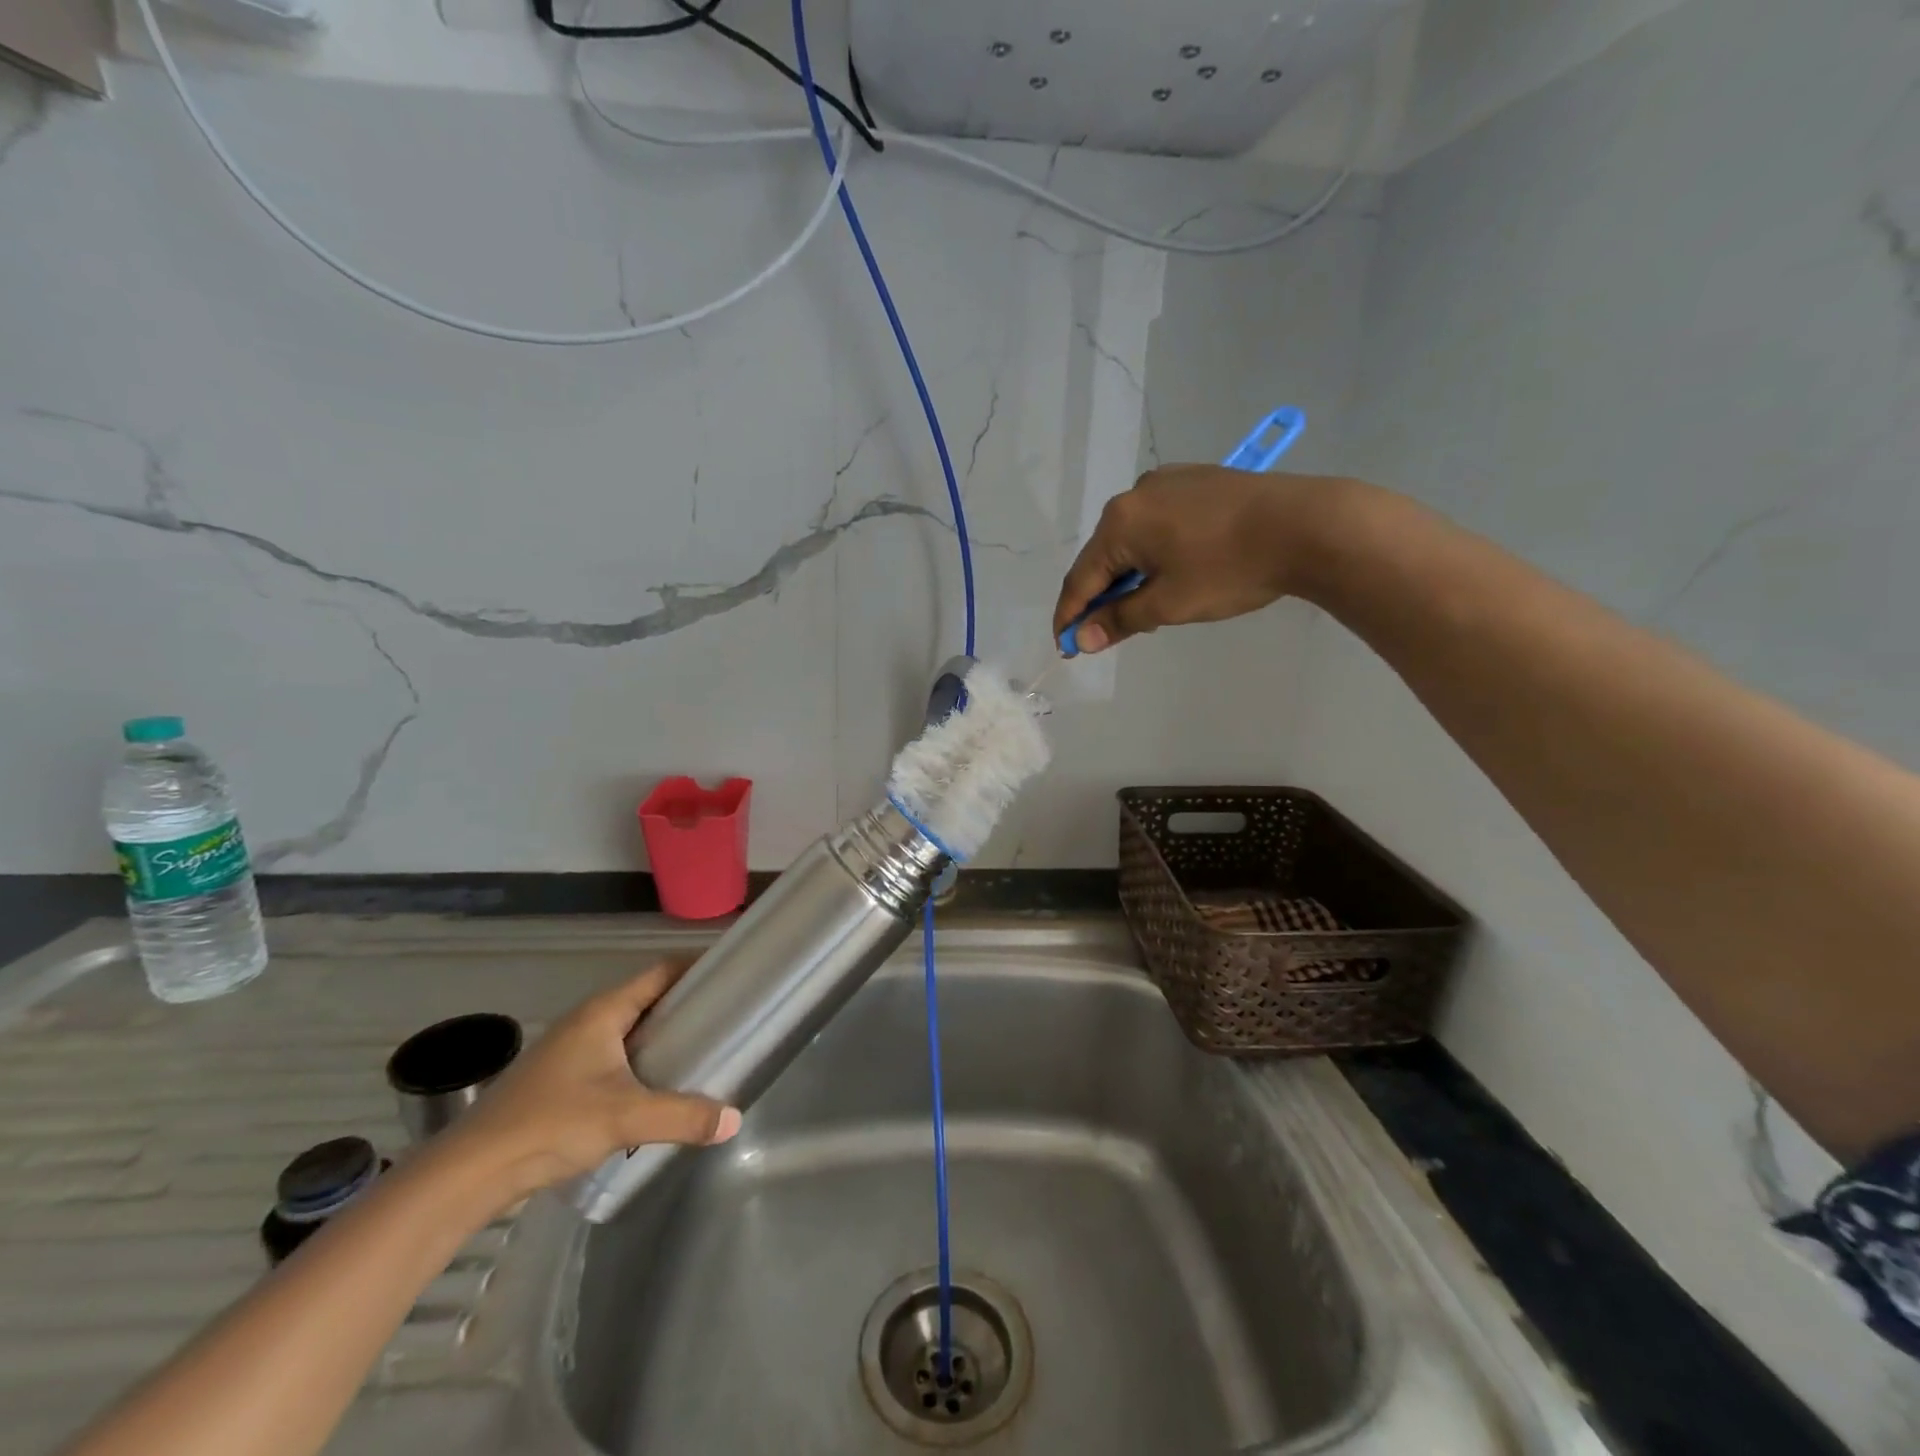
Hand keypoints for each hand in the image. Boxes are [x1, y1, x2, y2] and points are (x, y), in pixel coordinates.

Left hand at [437, 961, 739, 1207]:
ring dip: (661, 1036)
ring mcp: (569, 1051)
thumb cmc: (551, 1124)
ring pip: (628, 1030)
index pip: (660, 972)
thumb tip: (734, 1120)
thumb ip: (683, 1116)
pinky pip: (612, 1056)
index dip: (695, 968)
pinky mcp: (559, 1081)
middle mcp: (586, 1021)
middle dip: (684, 1005)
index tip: (729, 973)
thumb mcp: (626, 1117)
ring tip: (700, 1051)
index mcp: (602, 1012)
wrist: (470, 1173)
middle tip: (725, 1016)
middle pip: (646, 999)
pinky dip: (640, 1061)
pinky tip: (656, 1088)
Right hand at [1053, 465, 1349, 651]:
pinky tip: (1171, 574)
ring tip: (1145, 609)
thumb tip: (1082, 638)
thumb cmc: (1230, 569)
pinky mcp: (1197, 481)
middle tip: (1108, 634)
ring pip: (1132, 540)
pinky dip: (1154, 555)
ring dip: (1129, 577)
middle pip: (1104, 556)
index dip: (1070, 617)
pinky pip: (1158, 525)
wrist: (1308, 525)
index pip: (1080, 579)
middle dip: (1102, 597)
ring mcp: (1168, 482)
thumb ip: (1119, 620)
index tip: (1065, 647)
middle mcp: (1135, 494)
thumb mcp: (1169, 604)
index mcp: (1120, 522)